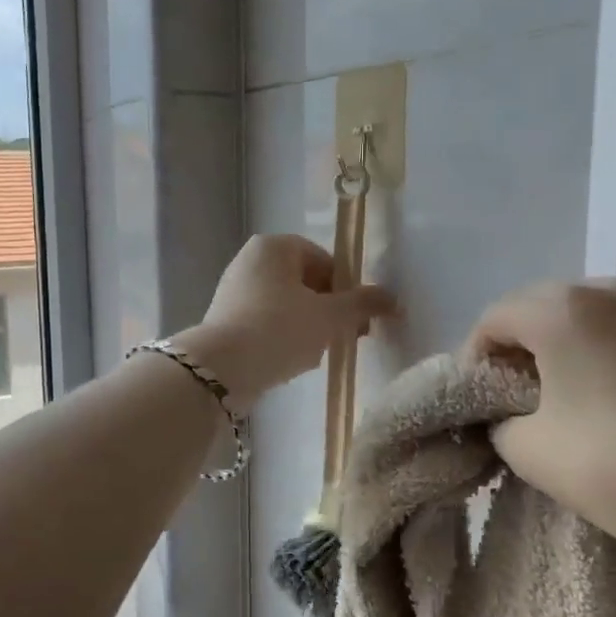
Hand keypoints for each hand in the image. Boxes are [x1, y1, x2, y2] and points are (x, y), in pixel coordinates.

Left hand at [176, 234, 394, 409]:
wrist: (221, 369)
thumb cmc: (279, 329)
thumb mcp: (329, 316)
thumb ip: (362, 304)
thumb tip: (395, 299)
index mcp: (274, 247)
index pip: (324, 260)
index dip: (346, 289)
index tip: (357, 318)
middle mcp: (250, 261)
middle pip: (306, 284)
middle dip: (328, 312)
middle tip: (343, 338)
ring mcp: (235, 292)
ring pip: (288, 308)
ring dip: (308, 330)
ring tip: (315, 355)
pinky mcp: (227, 322)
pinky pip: (267, 325)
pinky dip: (283, 340)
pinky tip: (290, 364)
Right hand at [466, 278, 615, 566]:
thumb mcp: (528, 449)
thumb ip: (497, 418)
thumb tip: (506, 411)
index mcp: (561, 308)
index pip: (492, 321)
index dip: (474, 362)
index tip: (476, 405)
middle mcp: (605, 289)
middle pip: (534, 310)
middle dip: (514, 351)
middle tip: (510, 402)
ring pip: (578, 316)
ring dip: (555, 350)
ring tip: (555, 399)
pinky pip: (615, 329)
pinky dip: (594, 352)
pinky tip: (600, 396)